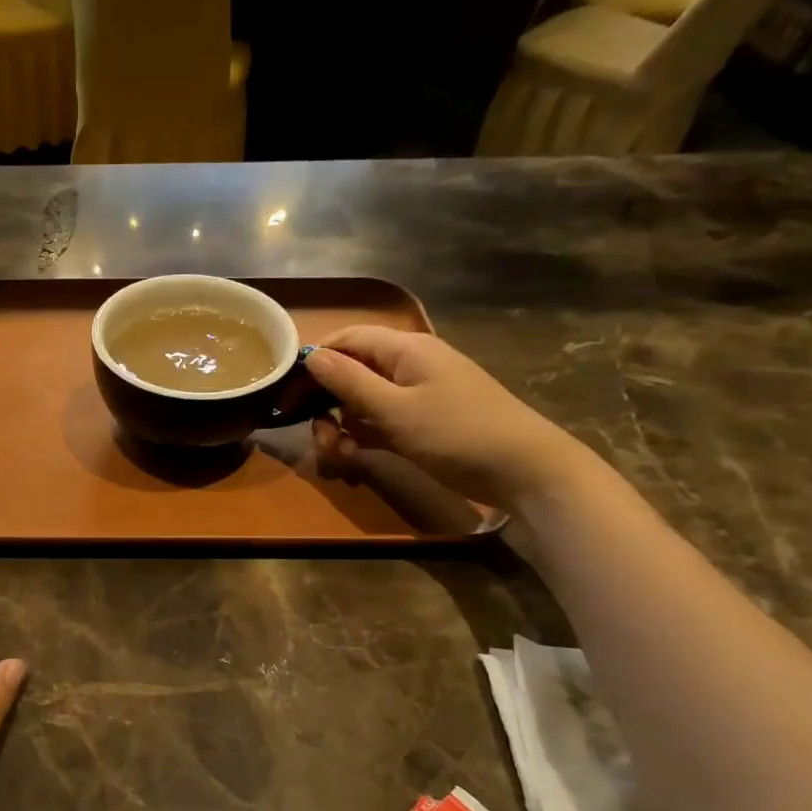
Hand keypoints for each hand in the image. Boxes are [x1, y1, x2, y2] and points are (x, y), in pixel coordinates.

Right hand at [303, 326, 597, 509]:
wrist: (525, 470)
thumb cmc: (457, 432)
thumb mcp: (395, 409)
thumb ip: (349, 381)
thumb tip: (311, 355)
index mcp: (404, 349)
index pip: (346, 340)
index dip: (313, 362)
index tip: (287, 395)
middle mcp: (408, 365)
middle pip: (351, 372)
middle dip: (325, 402)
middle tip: (315, 436)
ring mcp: (417, 395)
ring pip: (362, 401)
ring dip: (342, 425)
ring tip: (337, 455)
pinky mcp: (422, 423)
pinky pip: (380, 422)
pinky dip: (363, 437)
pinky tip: (354, 460)